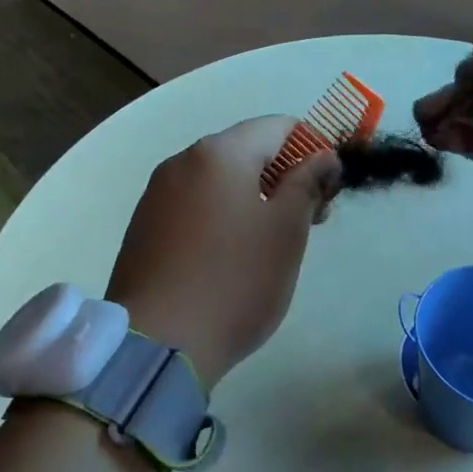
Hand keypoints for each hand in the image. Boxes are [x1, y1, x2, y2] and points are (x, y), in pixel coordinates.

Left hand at [105, 116, 339, 387]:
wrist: (157, 345)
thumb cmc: (235, 280)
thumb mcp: (286, 230)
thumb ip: (308, 182)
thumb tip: (322, 155)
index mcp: (219, 152)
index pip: (278, 126)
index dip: (312, 149)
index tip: (328, 191)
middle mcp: (182, 161)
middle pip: (247, 150)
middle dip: (284, 176)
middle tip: (309, 221)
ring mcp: (157, 194)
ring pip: (220, 179)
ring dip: (254, 197)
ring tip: (271, 243)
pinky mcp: (144, 226)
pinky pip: (194, 204)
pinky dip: (222, 215)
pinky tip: (231, 256)